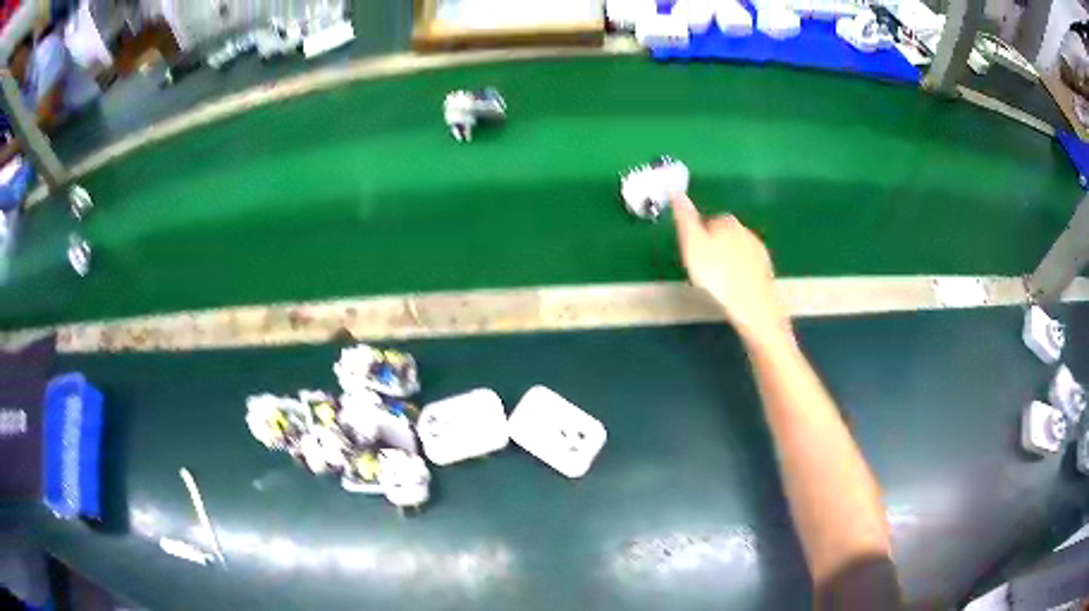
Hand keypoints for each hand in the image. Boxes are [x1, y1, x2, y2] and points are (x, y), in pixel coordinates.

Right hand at [672, 193, 791, 344]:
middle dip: (716, 246)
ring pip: (738, 251)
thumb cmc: (717, 276)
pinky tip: (734, 288)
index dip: (699, 237)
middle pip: (726, 235)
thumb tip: (676, 192)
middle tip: (704, 269)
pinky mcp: (767, 271)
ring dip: (729, 260)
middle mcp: (747, 231)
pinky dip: (741, 273)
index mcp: (727, 222)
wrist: (752, 307)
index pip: (709, 221)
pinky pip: (749, 267)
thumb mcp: (693, 245)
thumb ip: (685, 219)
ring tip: (718, 281)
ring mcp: (760, 251)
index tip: (693, 255)